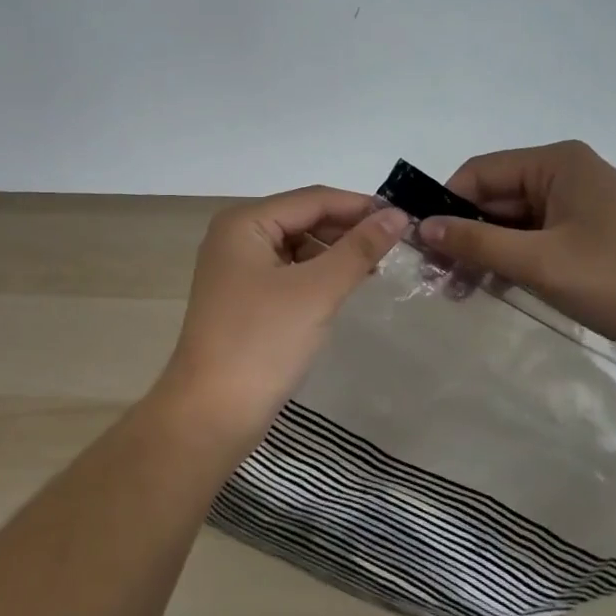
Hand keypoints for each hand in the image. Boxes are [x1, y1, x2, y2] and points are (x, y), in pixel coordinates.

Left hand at [153, 187, 406, 447]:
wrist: (210, 415)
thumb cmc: (262, 342)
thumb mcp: (316, 291)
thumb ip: (357, 249)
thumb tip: (396, 215)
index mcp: (244, 222)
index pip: (312, 199)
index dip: (359, 205)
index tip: (405, 217)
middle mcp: (236, 236)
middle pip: (303, 219)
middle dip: (347, 229)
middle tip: (396, 244)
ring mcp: (237, 269)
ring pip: (297, 246)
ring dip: (335, 253)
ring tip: (377, 266)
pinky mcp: (244, 298)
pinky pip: (288, 272)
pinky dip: (318, 275)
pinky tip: (345, 286)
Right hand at [419, 140, 615, 369]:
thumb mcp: (541, 263)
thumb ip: (477, 242)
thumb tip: (422, 227)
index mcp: (556, 163)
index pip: (479, 173)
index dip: (446, 205)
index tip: (420, 243)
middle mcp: (565, 174)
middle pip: (495, 197)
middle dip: (464, 234)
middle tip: (436, 276)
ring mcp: (578, 205)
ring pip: (512, 221)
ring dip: (484, 251)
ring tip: (457, 289)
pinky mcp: (588, 235)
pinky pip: (534, 238)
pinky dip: (511, 259)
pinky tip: (491, 287)